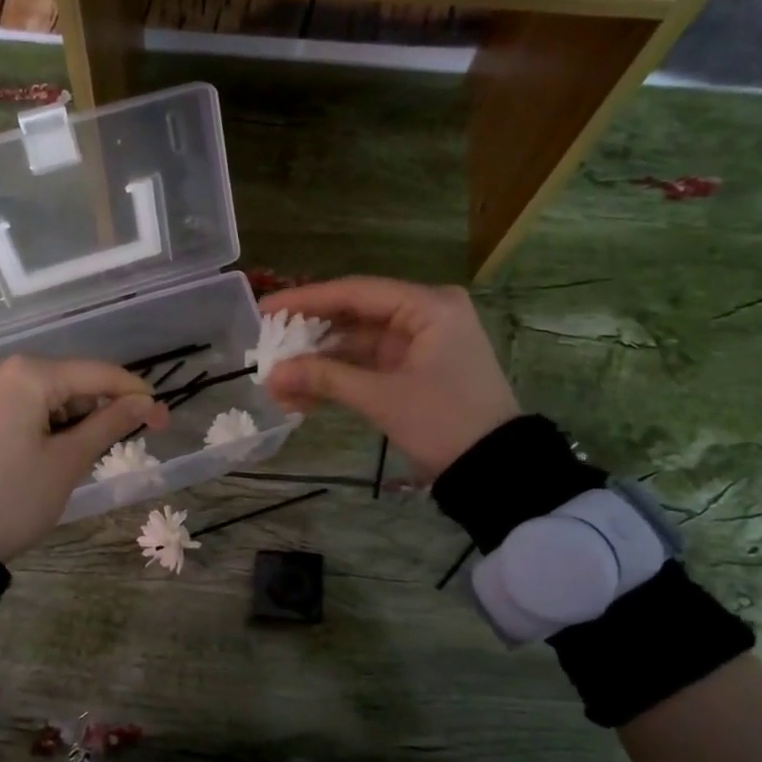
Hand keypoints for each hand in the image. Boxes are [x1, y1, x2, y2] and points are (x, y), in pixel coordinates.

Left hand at [0, 356, 164, 561]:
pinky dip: (50, 422)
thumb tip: (145, 402)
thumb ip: (110, 424)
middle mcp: (5, 370)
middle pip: (73, 380)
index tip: (163, 419)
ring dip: (77, 418)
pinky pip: (26, 406)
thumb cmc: (13, 499)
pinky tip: (57, 450)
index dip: (136, 394)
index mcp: (30, 375)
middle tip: (131, 441)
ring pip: (50, 394)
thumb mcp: (68, 462)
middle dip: (105, 407)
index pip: (99, 374)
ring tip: (88, 455)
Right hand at [260, 277, 519, 479]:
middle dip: (309, 339)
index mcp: (428, 306)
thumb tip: (272, 374)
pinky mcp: (414, 370)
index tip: (265, 310)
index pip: (356, 292)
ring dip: (319, 366)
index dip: (307, 301)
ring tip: (278, 386)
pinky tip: (303, 399)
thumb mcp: (382, 398)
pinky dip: (338, 380)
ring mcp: (419, 344)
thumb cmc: (445, 422)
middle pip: (354, 317)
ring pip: (356, 345)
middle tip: (266, 348)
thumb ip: (325, 379)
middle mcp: (424, 315)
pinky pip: (367, 366)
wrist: (495, 469)